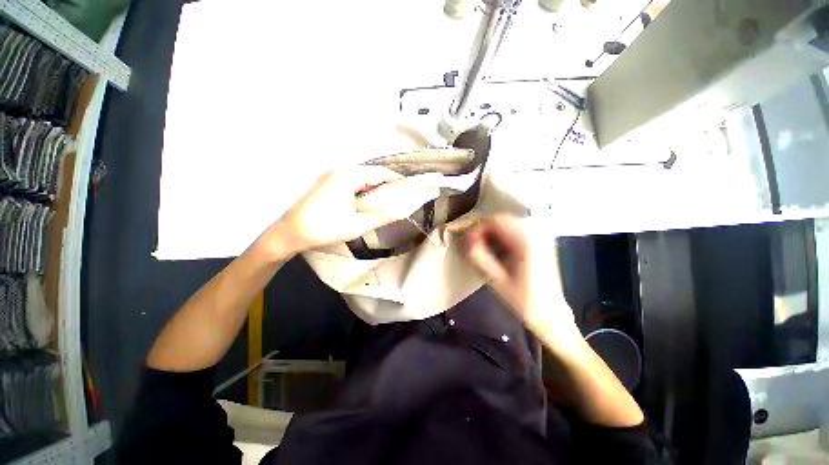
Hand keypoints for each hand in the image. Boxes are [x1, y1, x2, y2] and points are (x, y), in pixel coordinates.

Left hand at [265, 166, 441, 256]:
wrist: (290, 233)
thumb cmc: (325, 227)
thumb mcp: (358, 224)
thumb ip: (383, 216)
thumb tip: (403, 211)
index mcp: (348, 175)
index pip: (381, 173)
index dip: (397, 181)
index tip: (411, 190)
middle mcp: (341, 169)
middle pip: (372, 174)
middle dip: (387, 186)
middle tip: (401, 199)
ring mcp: (332, 175)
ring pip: (363, 179)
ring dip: (376, 189)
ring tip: (388, 202)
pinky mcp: (328, 184)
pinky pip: (353, 184)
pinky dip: (364, 192)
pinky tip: (369, 203)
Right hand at [462, 215, 576, 338]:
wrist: (550, 314)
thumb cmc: (523, 300)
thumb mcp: (496, 279)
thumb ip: (479, 256)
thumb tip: (466, 239)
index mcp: (526, 242)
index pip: (496, 221)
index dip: (478, 229)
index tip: (468, 242)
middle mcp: (536, 234)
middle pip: (503, 220)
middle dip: (485, 231)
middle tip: (474, 246)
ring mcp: (540, 237)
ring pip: (509, 224)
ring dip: (493, 233)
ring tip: (484, 250)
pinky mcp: (541, 243)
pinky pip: (517, 231)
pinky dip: (504, 237)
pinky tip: (498, 251)